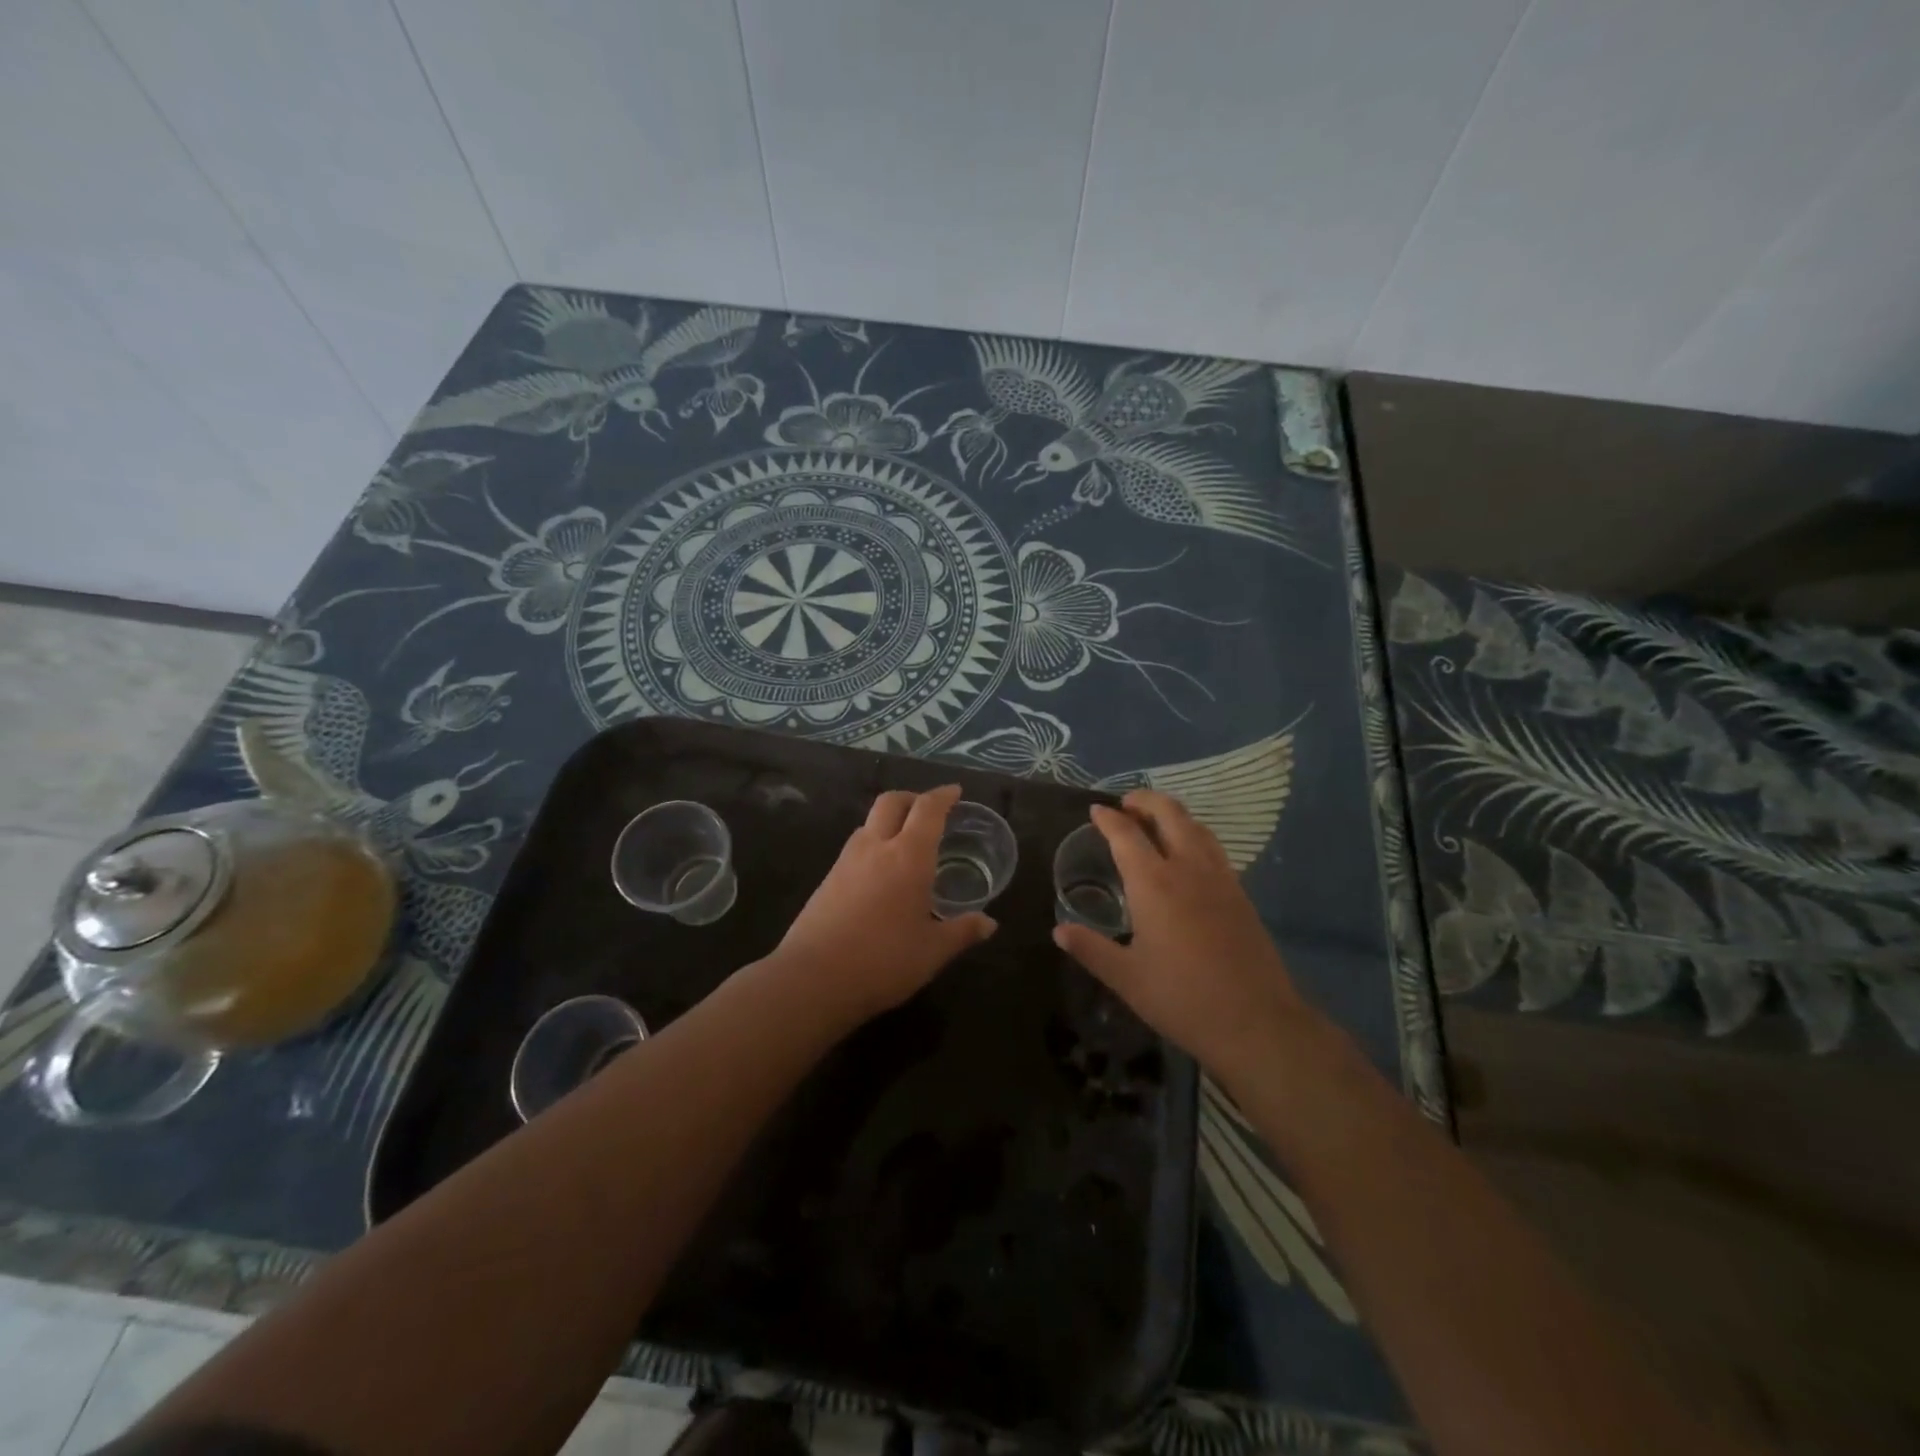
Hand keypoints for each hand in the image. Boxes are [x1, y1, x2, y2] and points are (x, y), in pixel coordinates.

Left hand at [774, 785, 996, 1020]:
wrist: (812, 979)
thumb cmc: (883, 961)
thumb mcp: (932, 952)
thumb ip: (962, 932)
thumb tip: (989, 924)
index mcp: (908, 856)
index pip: (927, 810)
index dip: (943, 796)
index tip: (955, 792)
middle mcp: (875, 848)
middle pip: (891, 802)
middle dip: (912, 798)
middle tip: (929, 810)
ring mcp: (846, 862)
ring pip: (868, 823)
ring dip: (889, 821)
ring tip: (906, 843)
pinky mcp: (827, 880)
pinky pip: (855, 848)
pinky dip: (873, 845)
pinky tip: (880, 874)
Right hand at [1053, 790, 1311, 1077]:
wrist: (1256, 1023)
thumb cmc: (1182, 999)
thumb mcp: (1126, 978)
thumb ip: (1091, 949)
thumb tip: (1059, 930)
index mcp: (1154, 884)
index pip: (1126, 835)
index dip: (1108, 818)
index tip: (1096, 810)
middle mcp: (1188, 868)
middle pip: (1169, 814)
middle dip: (1145, 800)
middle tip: (1126, 804)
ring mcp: (1220, 878)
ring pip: (1196, 826)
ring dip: (1173, 814)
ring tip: (1155, 821)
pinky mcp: (1241, 893)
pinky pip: (1213, 847)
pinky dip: (1194, 835)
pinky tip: (1188, 855)